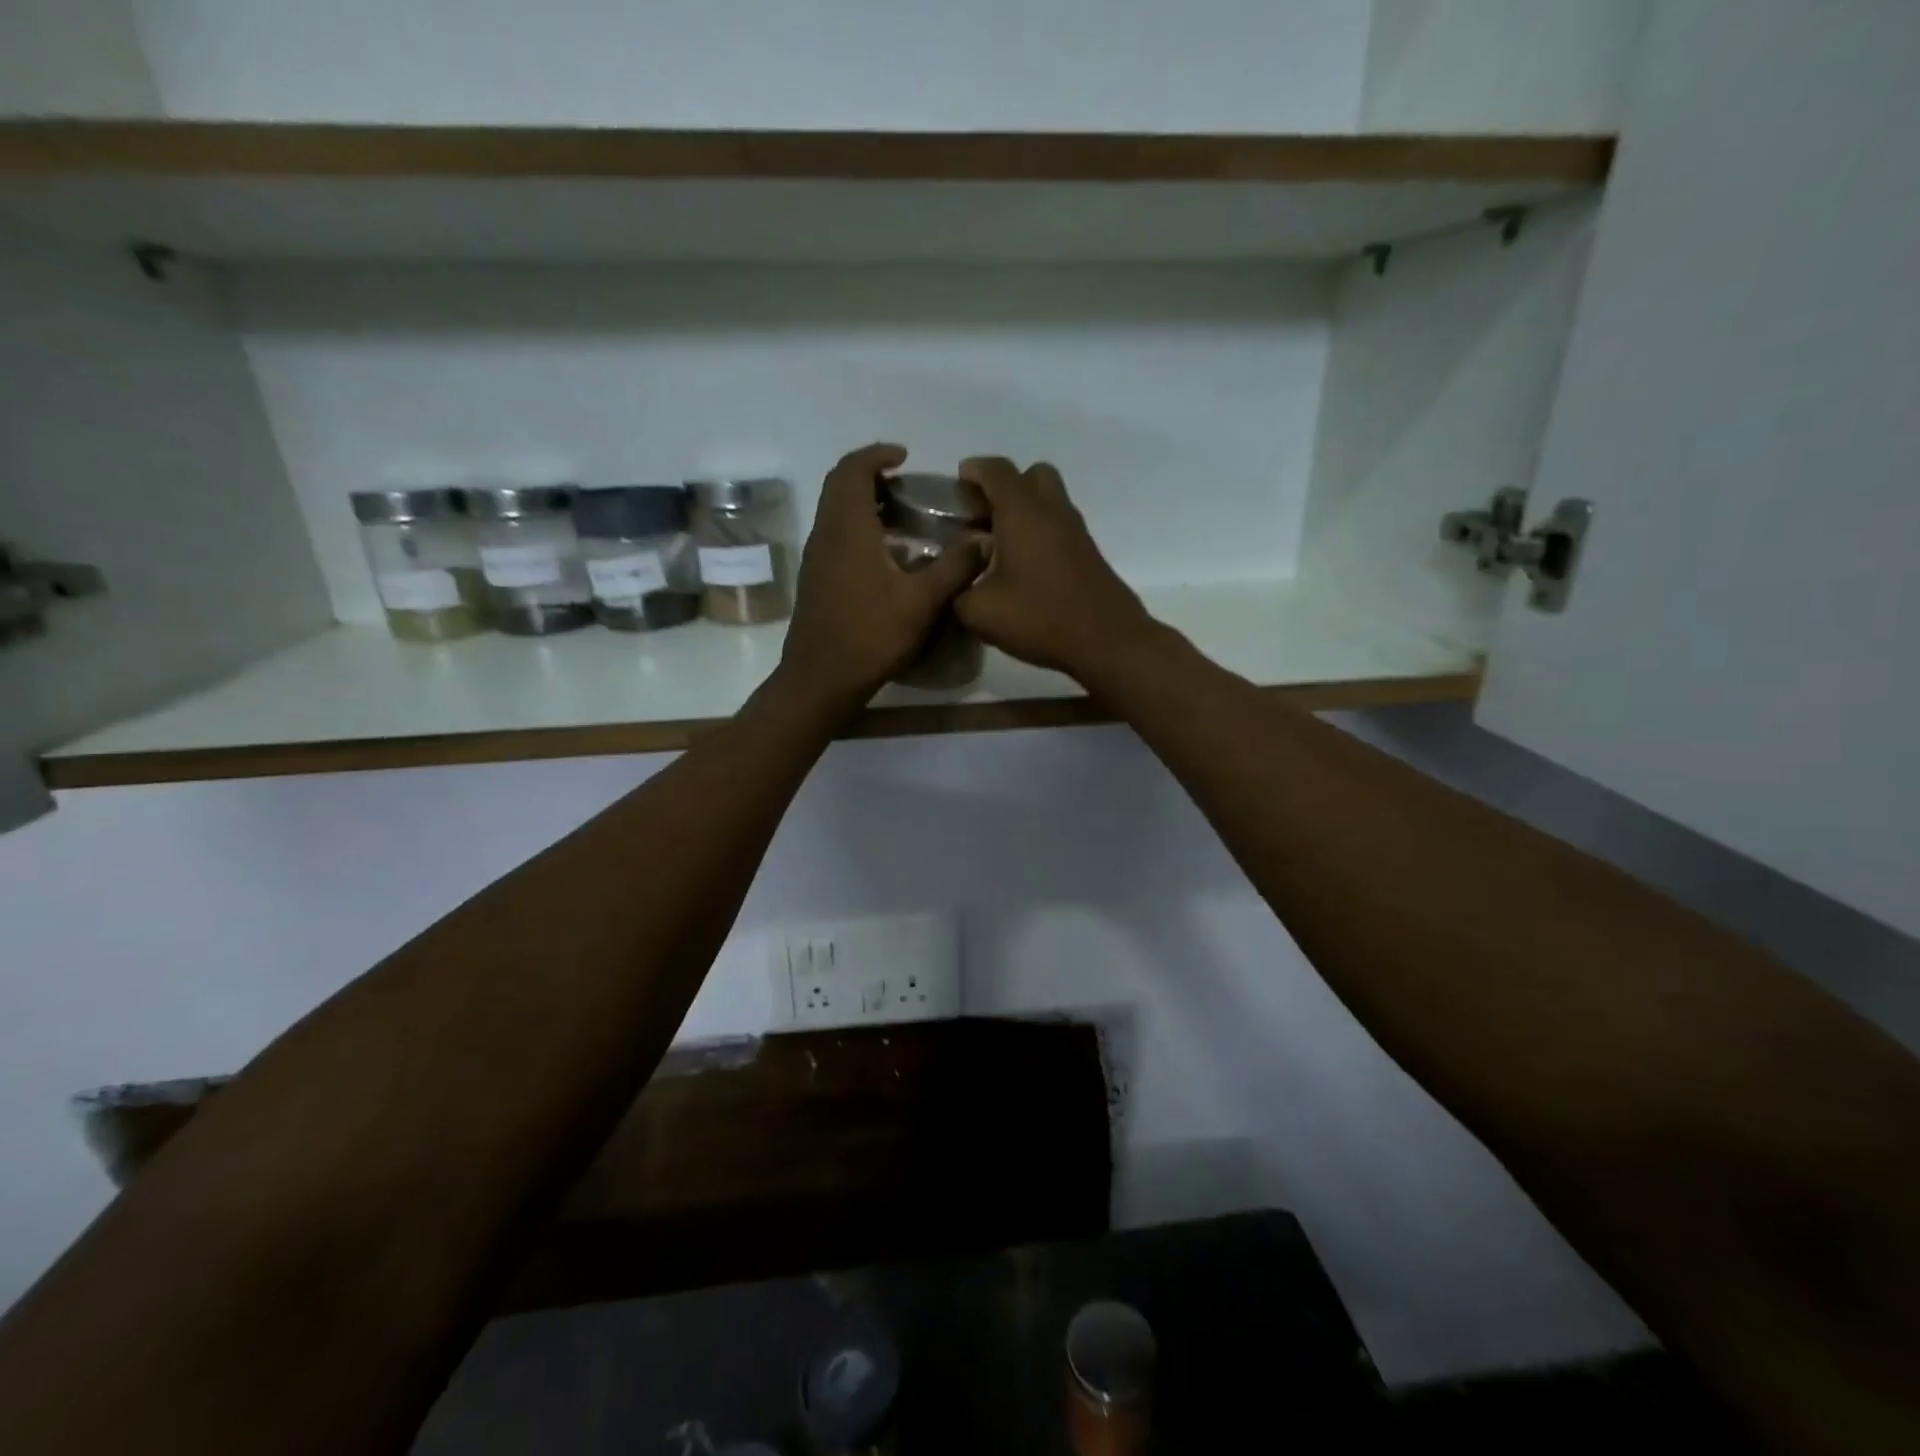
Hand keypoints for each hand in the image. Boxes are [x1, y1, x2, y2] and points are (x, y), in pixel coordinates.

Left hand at [775, 443, 984, 711]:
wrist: (821, 679)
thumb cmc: (871, 636)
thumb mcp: (922, 603)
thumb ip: (954, 567)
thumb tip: (983, 539)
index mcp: (848, 529)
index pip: (852, 470)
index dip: (876, 454)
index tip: (904, 457)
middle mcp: (825, 535)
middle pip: (838, 485)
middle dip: (868, 474)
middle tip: (903, 484)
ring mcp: (815, 559)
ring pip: (833, 512)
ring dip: (860, 502)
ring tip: (899, 516)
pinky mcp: (815, 580)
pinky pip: (833, 536)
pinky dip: (855, 528)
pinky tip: (884, 556)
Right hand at [955, 457, 1158, 680]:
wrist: (1106, 640)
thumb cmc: (1039, 617)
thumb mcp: (980, 611)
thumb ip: (958, 591)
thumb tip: (957, 582)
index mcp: (1022, 511)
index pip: (996, 470)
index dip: (974, 470)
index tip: (957, 485)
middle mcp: (1052, 510)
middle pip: (1031, 475)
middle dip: (1006, 487)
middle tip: (984, 516)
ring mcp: (1076, 531)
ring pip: (1050, 501)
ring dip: (1025, 512)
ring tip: (1000, 546)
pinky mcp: (1089, 554)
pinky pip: (1060, 528)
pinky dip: (1040, 534)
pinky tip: (1024, 568)